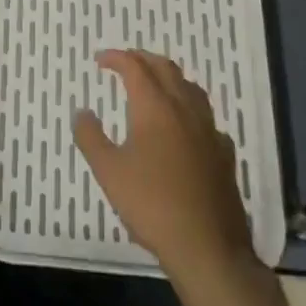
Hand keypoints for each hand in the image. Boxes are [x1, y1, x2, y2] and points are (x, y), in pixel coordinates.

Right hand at [74, 49, 253, 279]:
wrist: (208, 247)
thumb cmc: (152, 204)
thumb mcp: (108, 172)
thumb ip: (90, 137)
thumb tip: (81, 111)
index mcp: (154, 106)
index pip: (134, 66)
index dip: (116, 58)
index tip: (100, 60)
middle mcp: (184, 109)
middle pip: (165, 68)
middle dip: (143, 59)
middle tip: (125, 63)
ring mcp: (209, 130)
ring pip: (190, 88)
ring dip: (169, 77)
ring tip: (155, 85)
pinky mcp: (224, 154)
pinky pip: (206, 118)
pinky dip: (190, 109)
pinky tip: (186, 126)